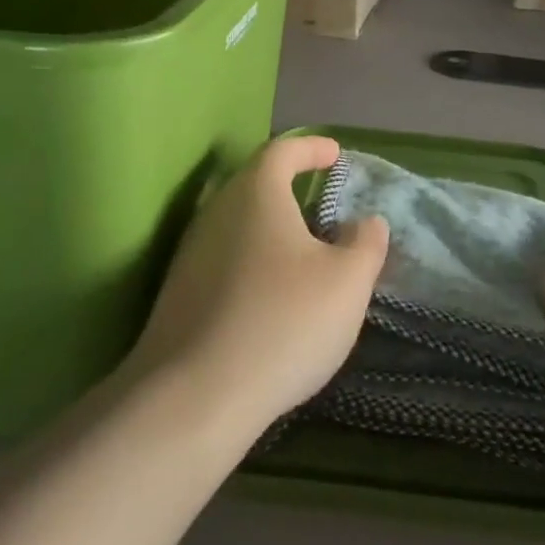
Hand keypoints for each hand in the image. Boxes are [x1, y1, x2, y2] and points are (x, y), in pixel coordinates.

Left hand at [121, 136, 388, 439]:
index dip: (312, 148)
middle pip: (255, 185)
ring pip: (239, 225)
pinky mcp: (179, 293)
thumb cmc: (284, 321)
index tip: (335, 154)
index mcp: (256, 194)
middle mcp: (216, 212)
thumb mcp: (348, 281)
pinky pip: (225, 259)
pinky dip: (254, 261)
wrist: (195, 396)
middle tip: (323, 204)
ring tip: (305, 252)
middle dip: (291, 187)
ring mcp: (191, 254)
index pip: (283, 150)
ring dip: (272, 229)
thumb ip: (366, 243)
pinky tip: (272, 295)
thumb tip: (365, 222)